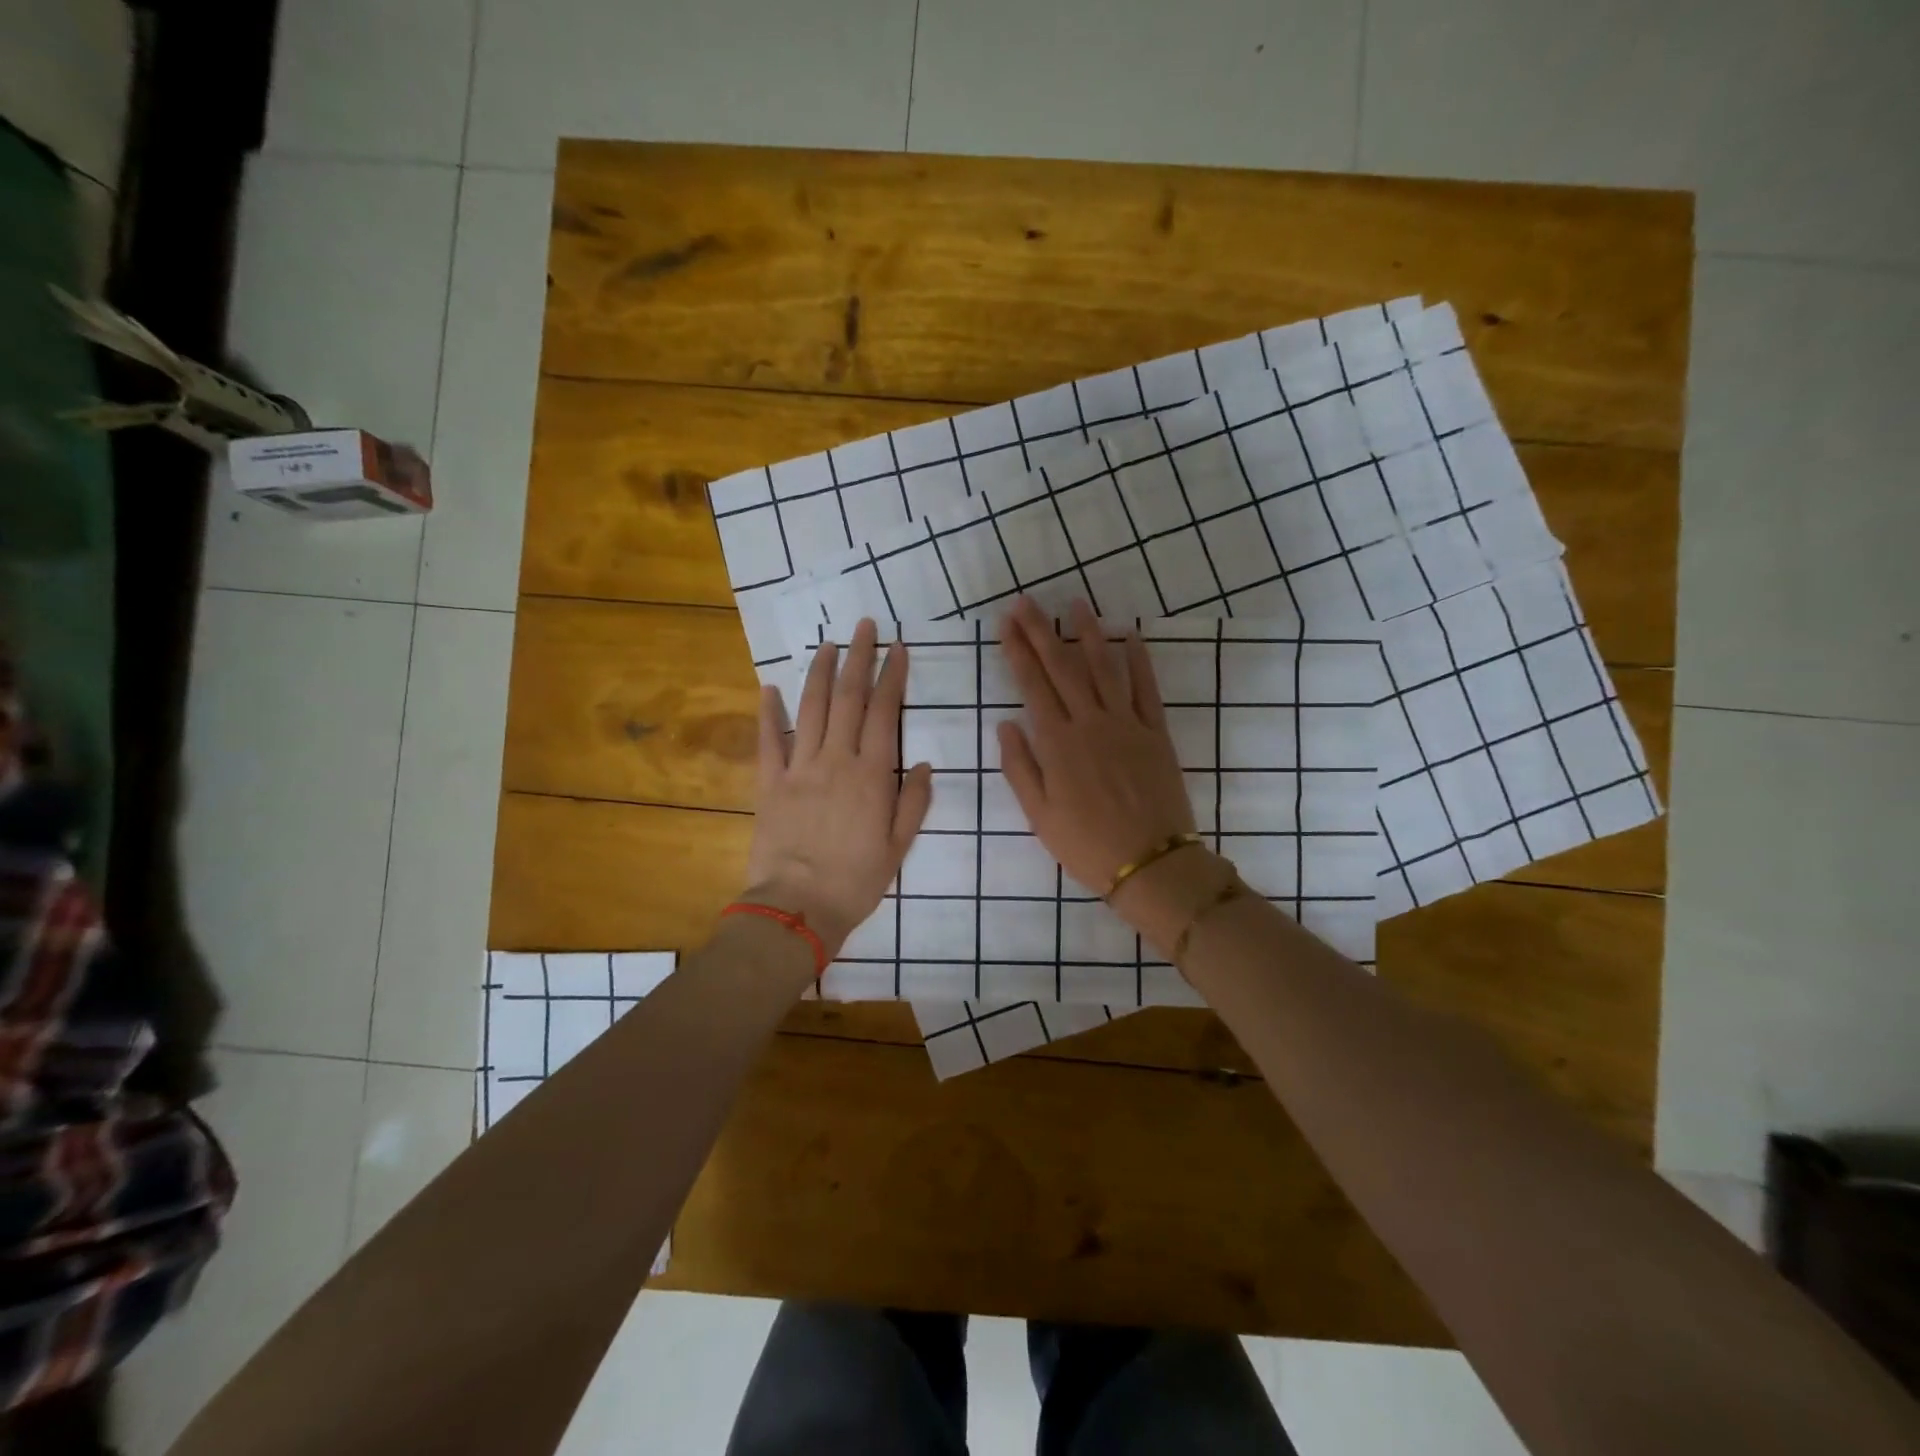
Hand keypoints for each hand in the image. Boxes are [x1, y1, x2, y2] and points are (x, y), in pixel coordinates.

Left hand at [744, 620, 932, 958]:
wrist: (798, 907)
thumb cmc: (856, 881)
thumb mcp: (898, 847)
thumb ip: (913, 802)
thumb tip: (925, 765)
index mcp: (872, 775)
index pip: (885, 713)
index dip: (892, 677)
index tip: (898, 648)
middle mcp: (836, 760)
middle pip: (849, 699)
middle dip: (859, 658)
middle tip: (864, 626)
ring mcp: (799, 768)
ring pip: (811, 708)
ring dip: (820, 673)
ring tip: (828, 644)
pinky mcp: (769, 783)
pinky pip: (768, 740)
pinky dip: (768, 712)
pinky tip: (769, 687)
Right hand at [996, 596, 1204, 892]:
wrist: (1151, 864)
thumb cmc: (1086, 845)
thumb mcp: (1039, 815)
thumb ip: (1020, 767)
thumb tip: (1007, 724)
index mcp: (1058, 743)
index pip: (1033, 685)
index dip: (1018, 651)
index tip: (1006, 623)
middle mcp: (1090, 723)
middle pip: (1063, 668)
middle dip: (1042, 631)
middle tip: (1027, 602)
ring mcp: (1127, 724)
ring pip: (1104, 668)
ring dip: (1088, 634)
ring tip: (1076, 604)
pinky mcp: (1156, 733)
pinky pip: (1147, 689)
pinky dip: (1139, 661)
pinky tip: (1129, 636)